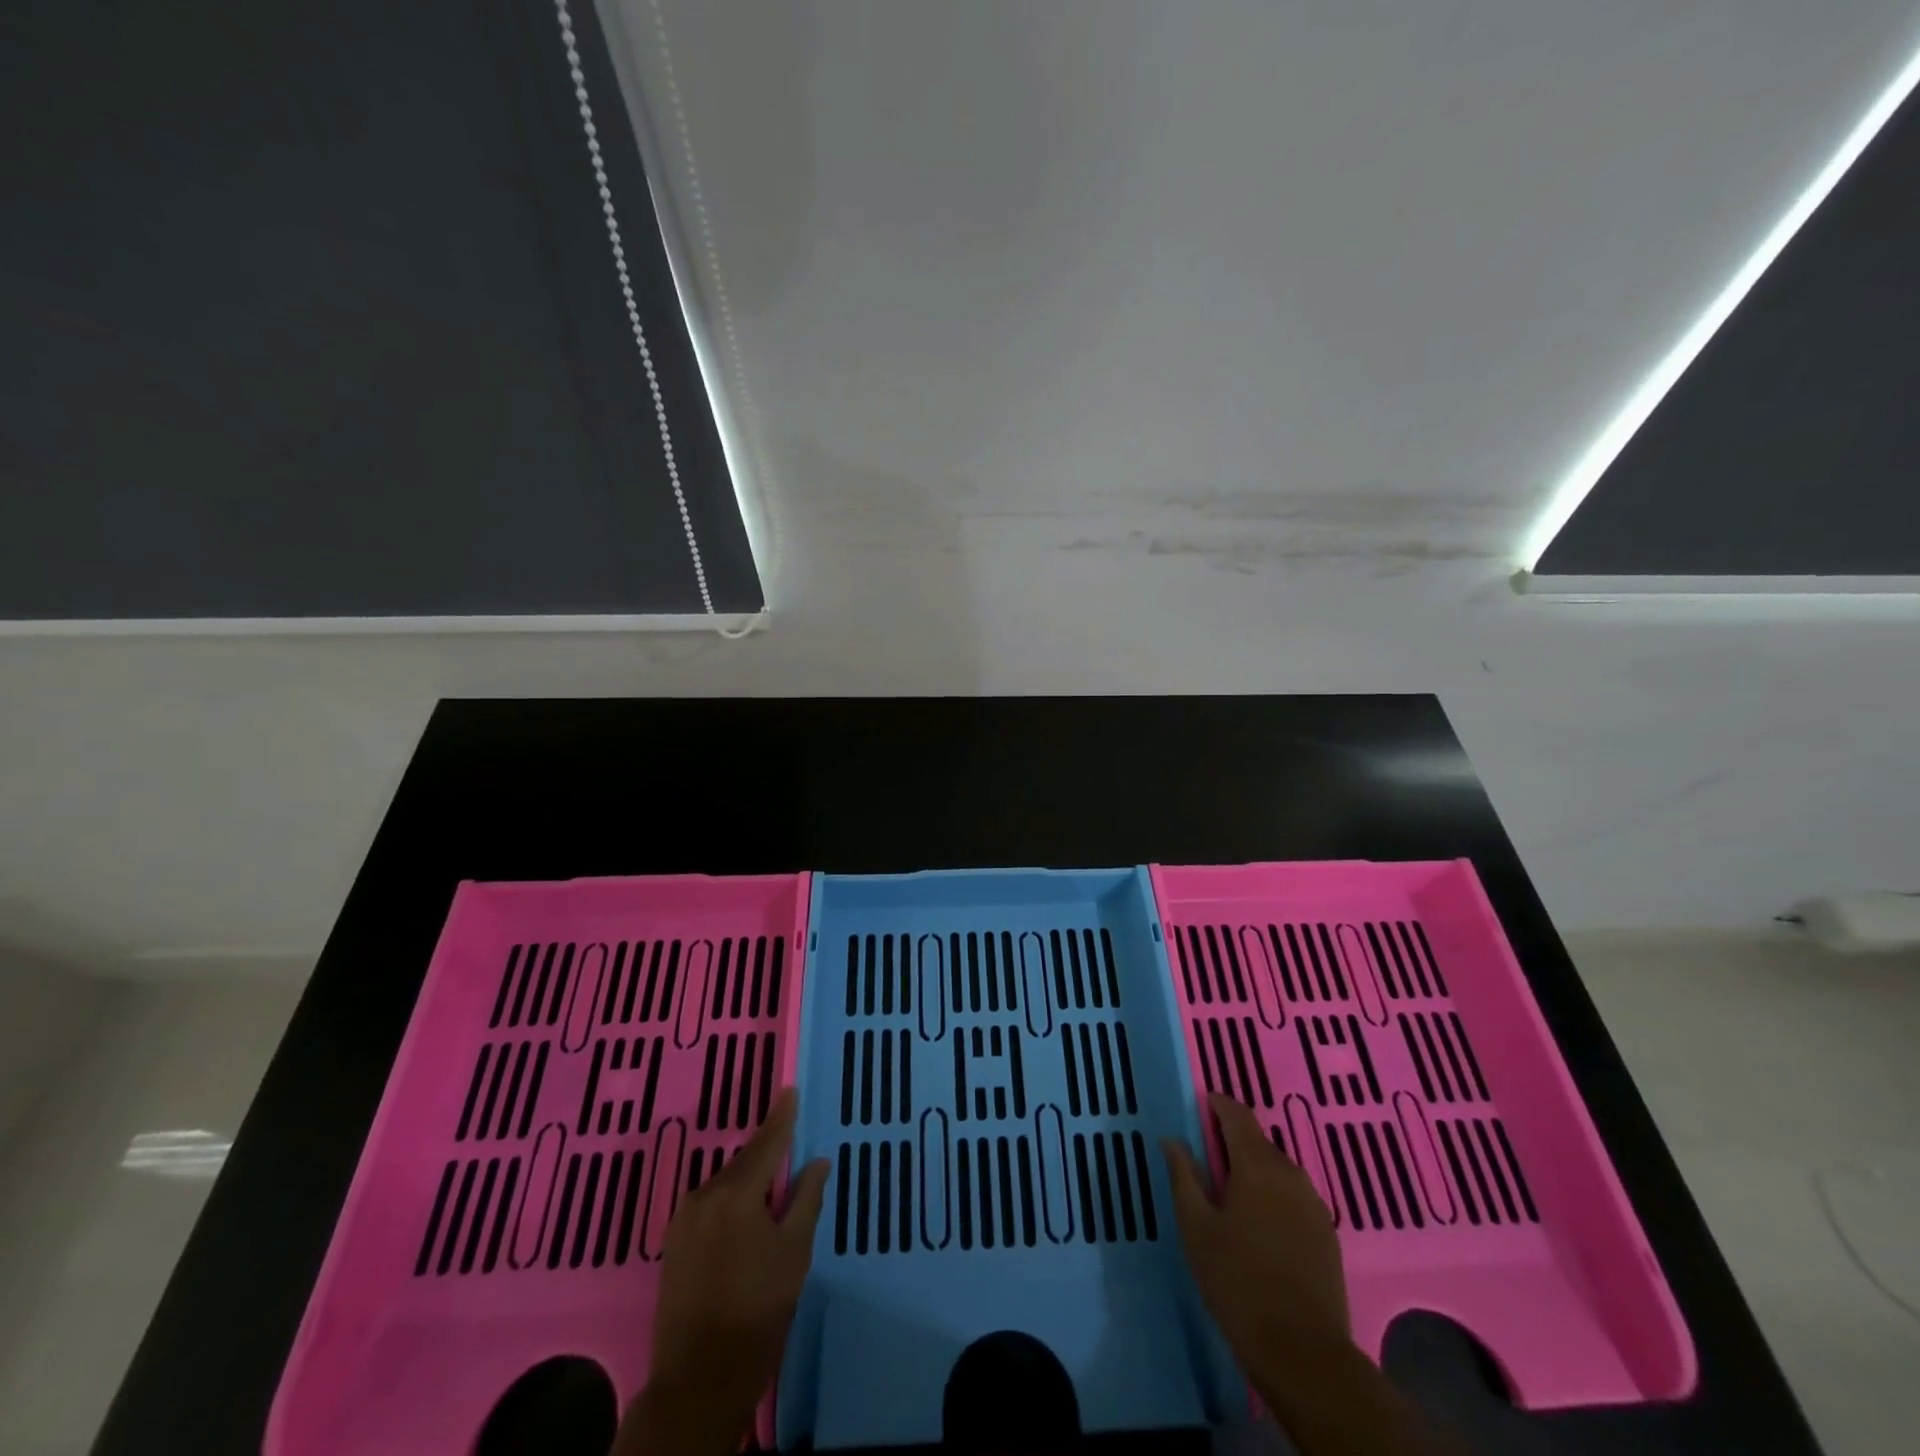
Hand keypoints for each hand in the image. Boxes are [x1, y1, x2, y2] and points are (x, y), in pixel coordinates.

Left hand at [617, 1089, 827, 1455]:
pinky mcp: (673, 1243)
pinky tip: (745, 1215)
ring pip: (725, 1185)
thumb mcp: (794, 1252)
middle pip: (744, 1162)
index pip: (767, 1143)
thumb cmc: (758, 1311)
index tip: (790, 1090)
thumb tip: (817, 1162)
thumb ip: (806, 1198)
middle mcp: (705, 1196)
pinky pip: (710, 1205)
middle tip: (790, 1142)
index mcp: (737, 1193)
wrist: (697, 1380)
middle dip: (767, 1153)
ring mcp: (684, 1220)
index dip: (782, 1117)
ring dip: (749, 1181)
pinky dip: (731, 1201)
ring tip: (772, 1186)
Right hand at [1162, 1092, 1349, 1361]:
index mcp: (1257, 1165)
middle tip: (1206, 1156)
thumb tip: (1172, 1139)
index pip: (1238, 1115)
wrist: (1303, 1352)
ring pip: (1278, 1169)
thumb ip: (1183, 1176)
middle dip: (1233, 1140)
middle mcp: (1290, 1174)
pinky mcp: (1326, 1233)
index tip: (1200, 1105)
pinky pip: (1293, 1195)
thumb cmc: (1238, 1282)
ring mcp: (1313, 1204)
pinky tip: (1259, 1222)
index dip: (1218, 1105)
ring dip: (1254, 1168)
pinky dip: (1273, 1194)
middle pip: (1258, 1141)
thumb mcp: (1196, 1227)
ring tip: (1230, 1191)